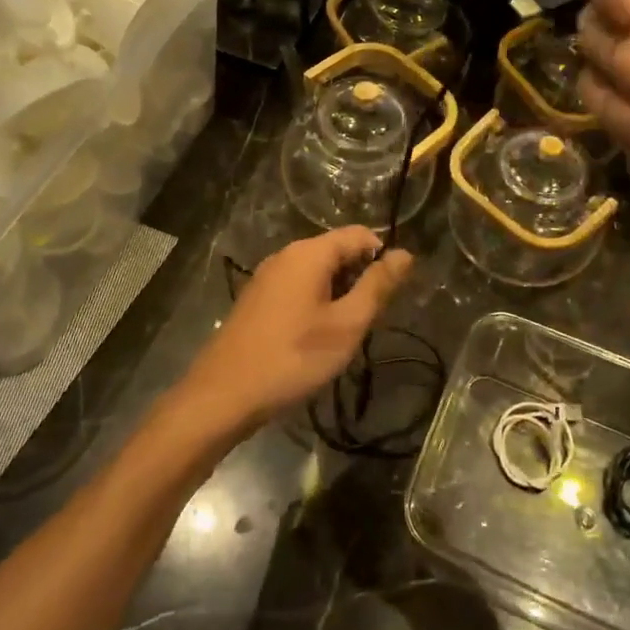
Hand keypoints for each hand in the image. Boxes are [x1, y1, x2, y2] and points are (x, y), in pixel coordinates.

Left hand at [182, 228, 414, 430]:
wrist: (224, 395)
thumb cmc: (294, 357)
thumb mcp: (347, 324)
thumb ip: (377, 286)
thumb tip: (405, 254)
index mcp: (309, 253)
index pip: (359, 234)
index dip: (383, 255)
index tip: (394, 292)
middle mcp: (286, 255)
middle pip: (337, 251)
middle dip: (361, 277)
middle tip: (371, 318)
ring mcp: (267, 277)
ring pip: (317, 272)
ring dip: (339, 294)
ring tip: (347, 331)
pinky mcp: (257, 300)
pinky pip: (298, 288)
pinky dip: (317, 303)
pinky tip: (317, 337)